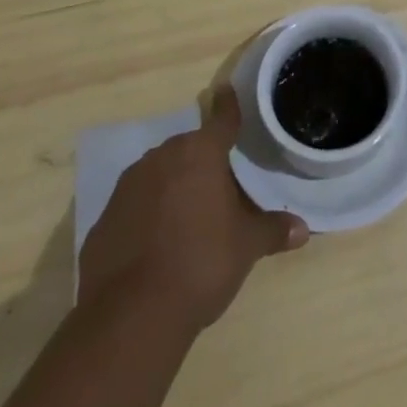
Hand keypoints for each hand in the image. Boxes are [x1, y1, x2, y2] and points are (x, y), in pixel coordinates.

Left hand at [77, 86, 307, 333]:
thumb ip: (273, 230)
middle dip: (202, 163)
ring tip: (188, 219)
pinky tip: (156, 246)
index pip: (222, 119)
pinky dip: (147, 216)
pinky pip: (134, 206)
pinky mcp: (104, 219)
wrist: (131, 316)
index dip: (228, 106)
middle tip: (219, 188)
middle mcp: (163, 157)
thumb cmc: (201, 263)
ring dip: (173, 187)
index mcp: (201, 153)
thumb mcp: (246, 246)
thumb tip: (303, 228)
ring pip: (159, 175)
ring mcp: (128, 186)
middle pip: (189, 150)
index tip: (226, 91)